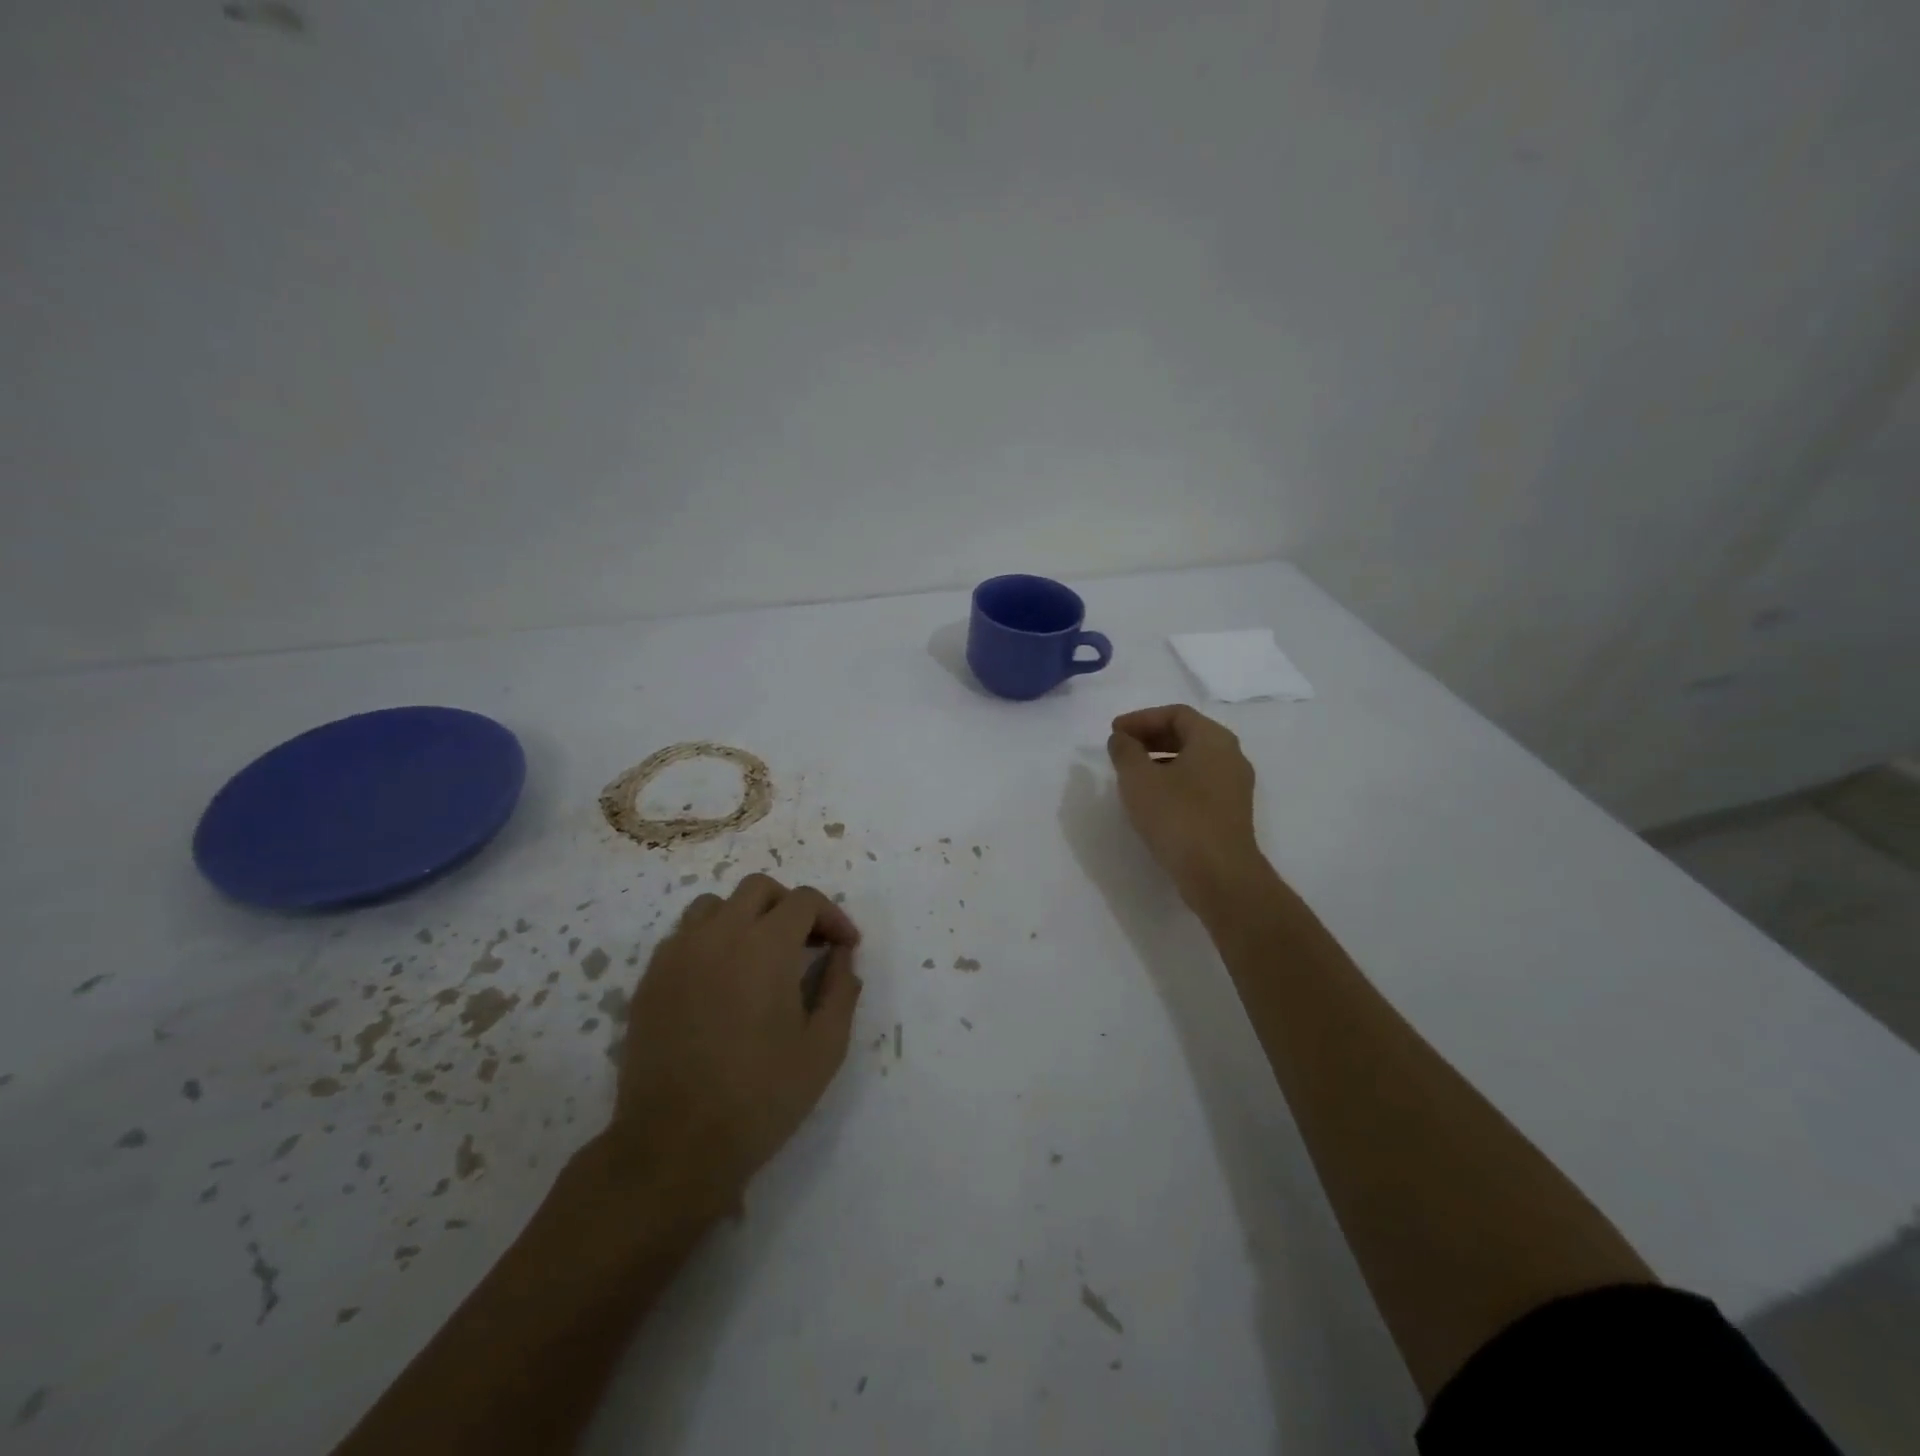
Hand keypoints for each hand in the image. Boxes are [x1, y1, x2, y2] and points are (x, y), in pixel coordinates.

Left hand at [612, 873, 862, 1204]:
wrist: (674, 1146)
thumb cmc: (761, 1098)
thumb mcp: (824, 1048)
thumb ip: (841, 990)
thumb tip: (842, 956)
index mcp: (765, 946)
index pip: (805, 901)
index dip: (832, 916)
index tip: (845, 946)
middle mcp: (719, 935)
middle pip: (759, 889)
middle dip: (791, 906)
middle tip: (807, 944)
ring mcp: (677, 954)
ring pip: (715, 905)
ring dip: (746, 916)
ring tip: (761, 954)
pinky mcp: (650, 979)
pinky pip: (684, 935)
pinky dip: (710, 940)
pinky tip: (721, 979)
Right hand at [1107, 704, 1259, 899]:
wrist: (1219, 874)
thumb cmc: (1177, 817)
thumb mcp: (1139, 779)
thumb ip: (1125, 751)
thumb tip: (1121, 739)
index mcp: (1213, 739)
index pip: (1175, 714)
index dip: (1141, 719)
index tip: (1114, 733)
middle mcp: (1231, 756)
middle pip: (1187, 734)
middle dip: (1150, 737)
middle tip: (1121, 749)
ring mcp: (1235, 785)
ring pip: (1194, 760)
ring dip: (1161, 759)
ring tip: (1132, 774)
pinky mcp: (1231, 811)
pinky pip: (1200, 782)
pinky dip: (1174, 780)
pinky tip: (1153, 799)